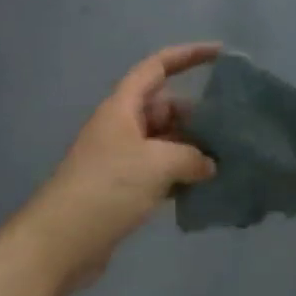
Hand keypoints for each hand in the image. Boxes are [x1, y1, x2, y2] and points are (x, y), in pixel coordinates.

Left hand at [21, 43, 220, 295]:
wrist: (61, 242)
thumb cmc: (107, 189)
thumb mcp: (156, 164)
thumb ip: (190, 156)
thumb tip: (208, 164)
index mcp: (122, 107)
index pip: (156, 67)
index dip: (187, 56)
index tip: (219, 54)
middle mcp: (121, 127)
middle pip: (164, 107)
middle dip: (197, 114)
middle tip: (234, 128)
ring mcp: (121, 159)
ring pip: (164, 142)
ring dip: (192, 148)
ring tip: (229, 158)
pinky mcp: (123, 189)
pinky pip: (159, 171)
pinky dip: (181, 175)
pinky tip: (206, 188)